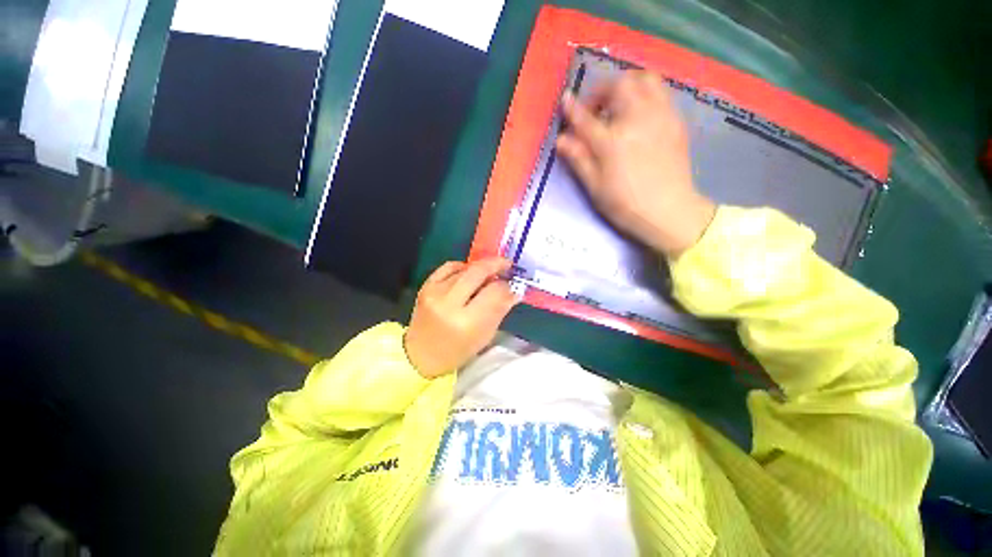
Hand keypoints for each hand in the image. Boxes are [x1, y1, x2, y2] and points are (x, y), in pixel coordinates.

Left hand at [404, 258, 518, 378]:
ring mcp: (434, 292)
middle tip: (507, 265)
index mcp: (466, 322)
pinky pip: (449, 266)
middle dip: (496, 265)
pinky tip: (469, 273)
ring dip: (481, 268)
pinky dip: (463, 266)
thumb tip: (514, 291)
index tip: (512, 286)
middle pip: (478, 272)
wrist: (421, 355)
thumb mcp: (484, 336)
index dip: (507, 287)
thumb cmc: (457, 351)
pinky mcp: (425, 286)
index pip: (494, 292)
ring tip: (489, 274)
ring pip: (465, 268)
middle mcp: (449, 303)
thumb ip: (499, 310)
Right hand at [556, 71, 715, 257]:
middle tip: (595, 110)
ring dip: (626, 85)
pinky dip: (644, 94)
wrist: (669, 211)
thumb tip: (561, 140)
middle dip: (602, 91)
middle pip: (619, 85)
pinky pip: (660, 92)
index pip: (586, 118)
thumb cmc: (626, 204)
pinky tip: (638, 115)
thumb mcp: (595, 186)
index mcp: (612, 142)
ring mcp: (660, 117)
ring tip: (617, 104)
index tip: (566, 100)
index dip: (573, 109)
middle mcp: (637, 120)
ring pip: (645, 79)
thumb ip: (578, 159)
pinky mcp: (675, 121)